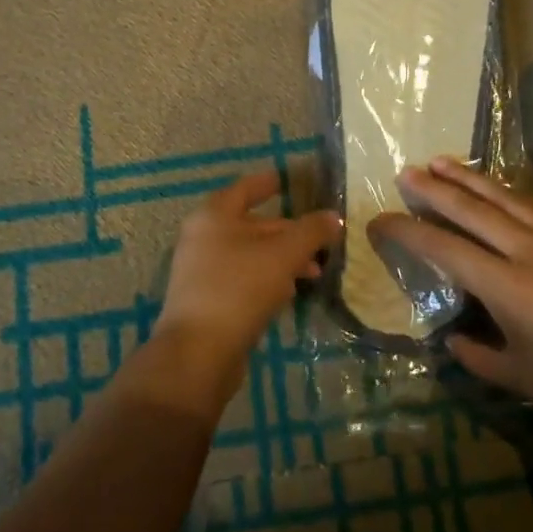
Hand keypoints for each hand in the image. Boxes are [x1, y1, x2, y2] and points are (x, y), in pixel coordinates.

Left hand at [153, 171, 340, 408]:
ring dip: (282, 259)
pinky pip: (242, 279)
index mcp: (214, 215)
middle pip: (252, 224)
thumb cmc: (239, 288)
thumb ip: (311, 232)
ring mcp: (201, 270)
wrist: (198, 352)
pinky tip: (289, 293)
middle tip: (321, 240)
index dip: (270, 182)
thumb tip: (334, 217)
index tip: (290, 179)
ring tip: (315, 273)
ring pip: (250, 254)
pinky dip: (267, 280)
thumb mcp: (283, 254)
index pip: (247, 188)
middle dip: (288, 231)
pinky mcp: (207, 300)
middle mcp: (203, 237)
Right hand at [371, 156, 532, 432]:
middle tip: (405, 173)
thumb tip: (451, 339)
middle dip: (432, 188)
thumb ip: (476, 355)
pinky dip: (508, 190)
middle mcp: (527, 250)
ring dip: (468, 177)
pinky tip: (497, 187)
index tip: (379, 221)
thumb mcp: (519, 376)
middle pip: (469, 208)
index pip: (442, 248)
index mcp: (506, 286)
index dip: (406, 231)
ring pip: (502, 196)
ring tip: (440, 161)